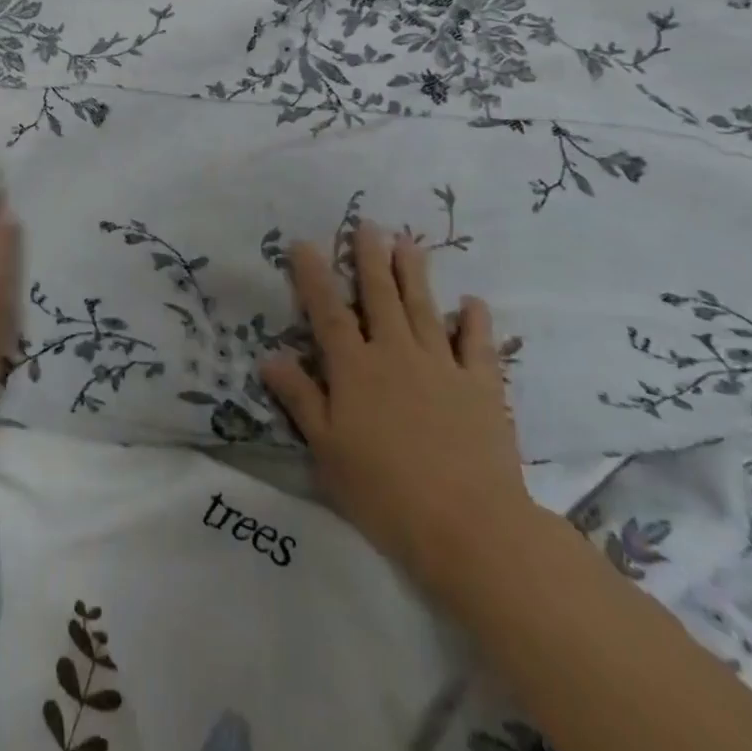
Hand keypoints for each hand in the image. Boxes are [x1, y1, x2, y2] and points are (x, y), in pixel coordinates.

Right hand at [260, 223, 530, 593]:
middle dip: (370, 258)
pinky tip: (473, 302)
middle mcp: (396, 353)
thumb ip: (300, 399)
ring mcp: (442, 366)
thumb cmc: (385, 492)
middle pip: (380, 296)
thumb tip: (269, 357)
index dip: (314, 276)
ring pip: (424, 308)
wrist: (469, 526)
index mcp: (355, 369)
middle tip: (367, 224)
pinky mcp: (482, 387)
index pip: (328, 312)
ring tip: (407, 242)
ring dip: (414, 273)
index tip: (305, 243)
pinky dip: (475, 322)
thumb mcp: (327, 450)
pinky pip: (478, 346)